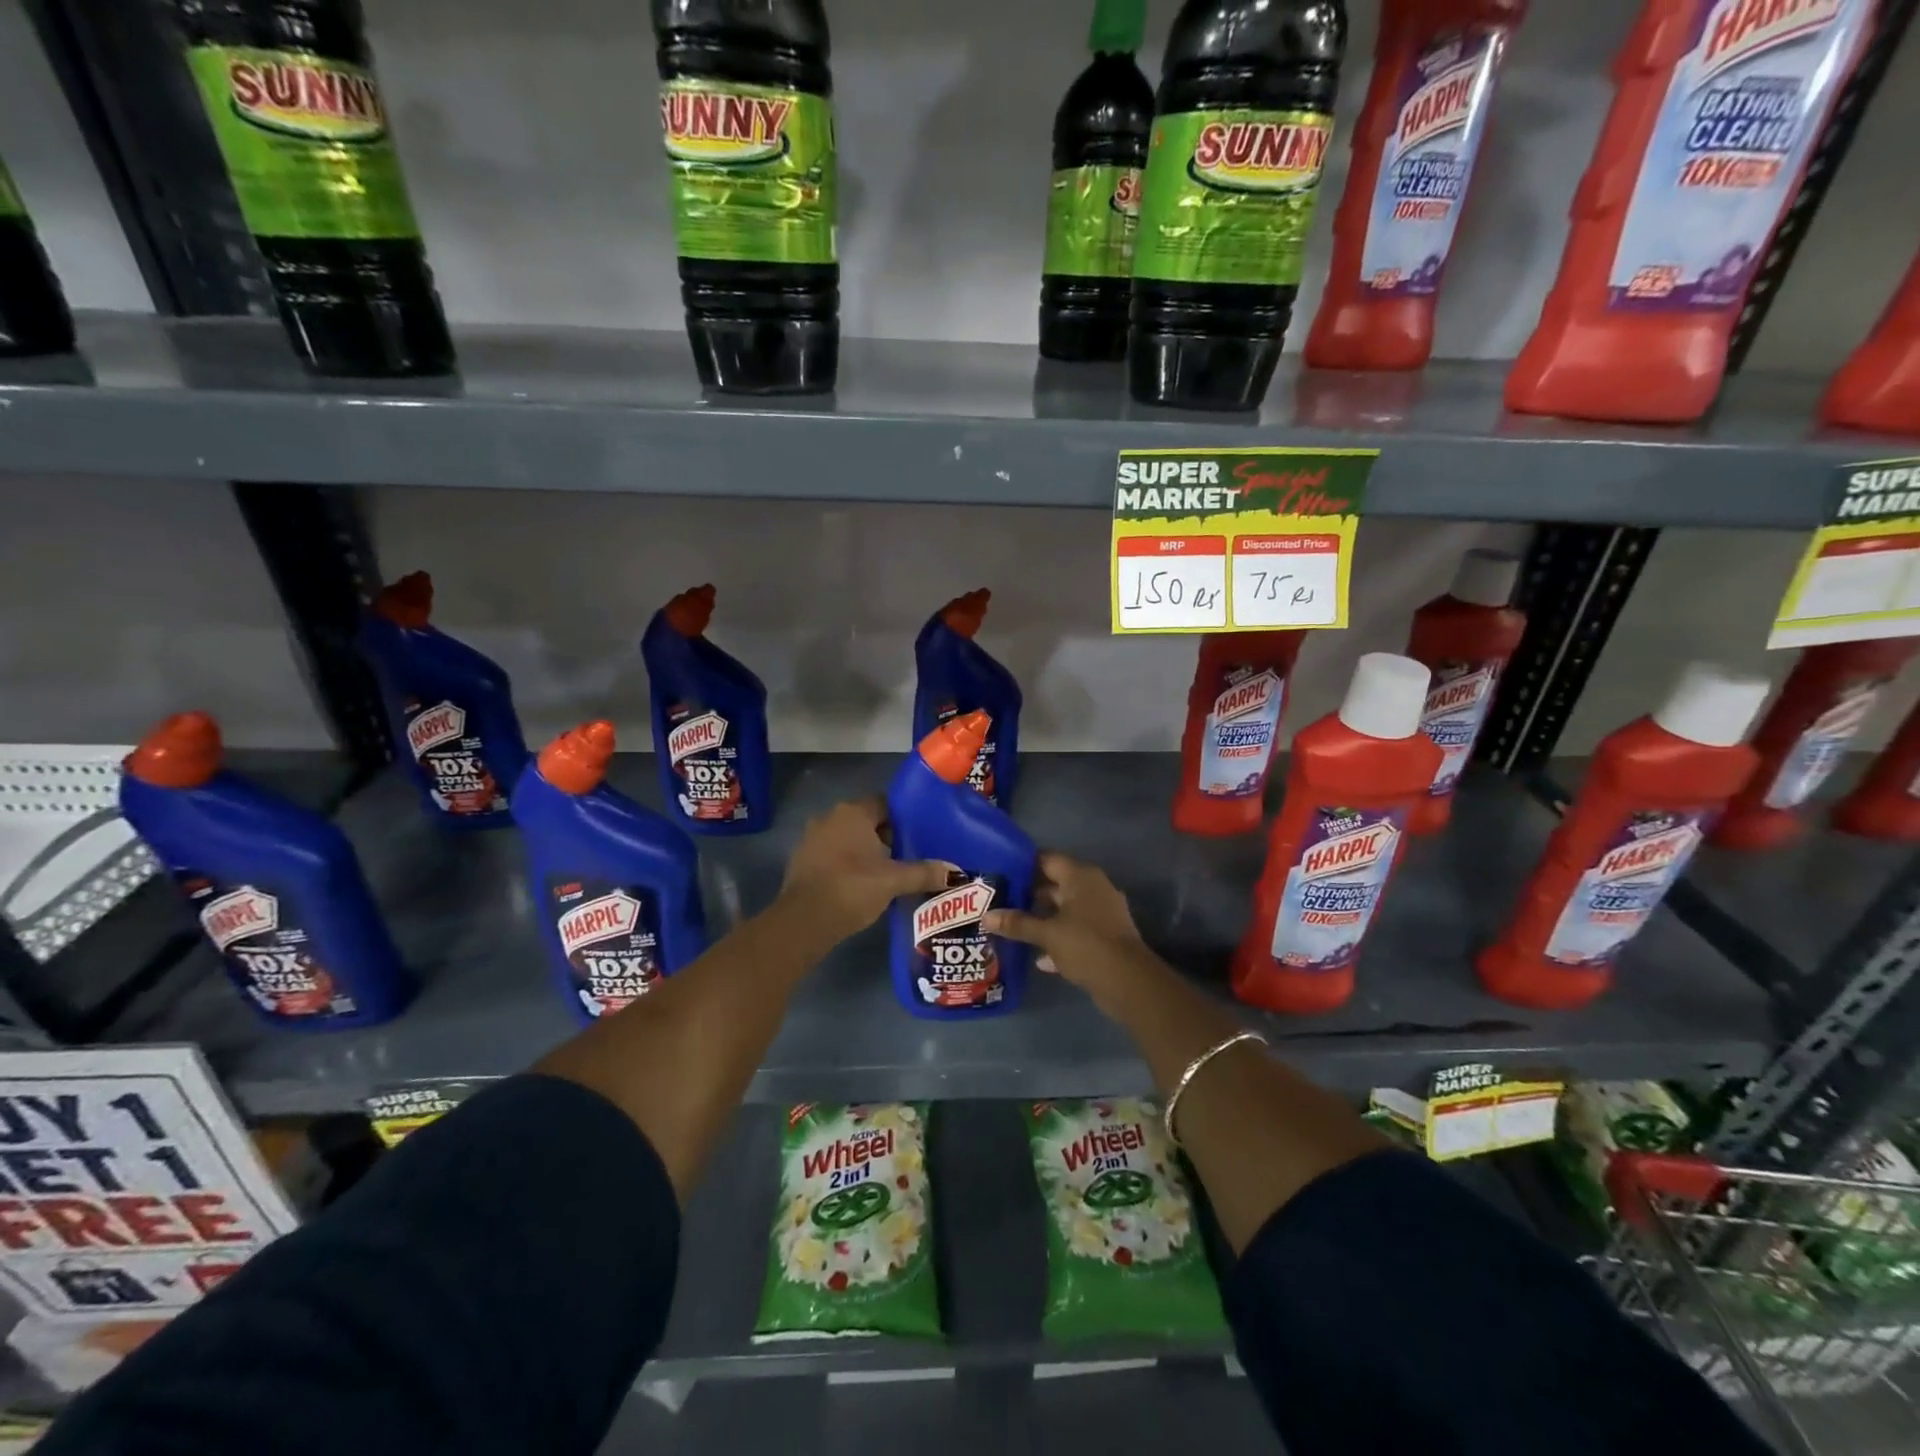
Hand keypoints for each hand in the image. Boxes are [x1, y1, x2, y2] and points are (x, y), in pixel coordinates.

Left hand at [777, 798, 949, 944]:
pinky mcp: (802, 860)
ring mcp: (812, 838)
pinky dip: (848, 864)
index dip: (904, 819)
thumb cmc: (852, 888)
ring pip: (849, 839)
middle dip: (887, 837)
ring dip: (866, 852)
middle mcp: (830, 817)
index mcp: (853, 812)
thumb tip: (956, 873)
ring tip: (889, 873)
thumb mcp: (894, 881)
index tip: (920, 836)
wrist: (804, 921)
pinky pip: (833, 855)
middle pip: (867, 821)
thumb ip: (924, 873)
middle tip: (909, 856)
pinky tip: (862, 884)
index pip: (885, 804)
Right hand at [983, 853, 1158, 1004]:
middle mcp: (1093, 888)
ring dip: (1042, 918)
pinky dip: (1058, 938)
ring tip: (1012, 925)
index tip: (1000, 873)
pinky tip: (1038, 956)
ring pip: (1065, 909)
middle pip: (1055, 884)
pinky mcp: (1105, 936)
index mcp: (1081, 877)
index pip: (1047, 860)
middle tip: (1000, 900)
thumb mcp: (1047, 933)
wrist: (1128, 981)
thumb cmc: (1085, 945)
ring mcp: (1102, 912)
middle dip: (1029, 894)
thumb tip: (986, 916)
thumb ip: (1017, 923)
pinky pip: (1075, 930)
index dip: (1023, 865)